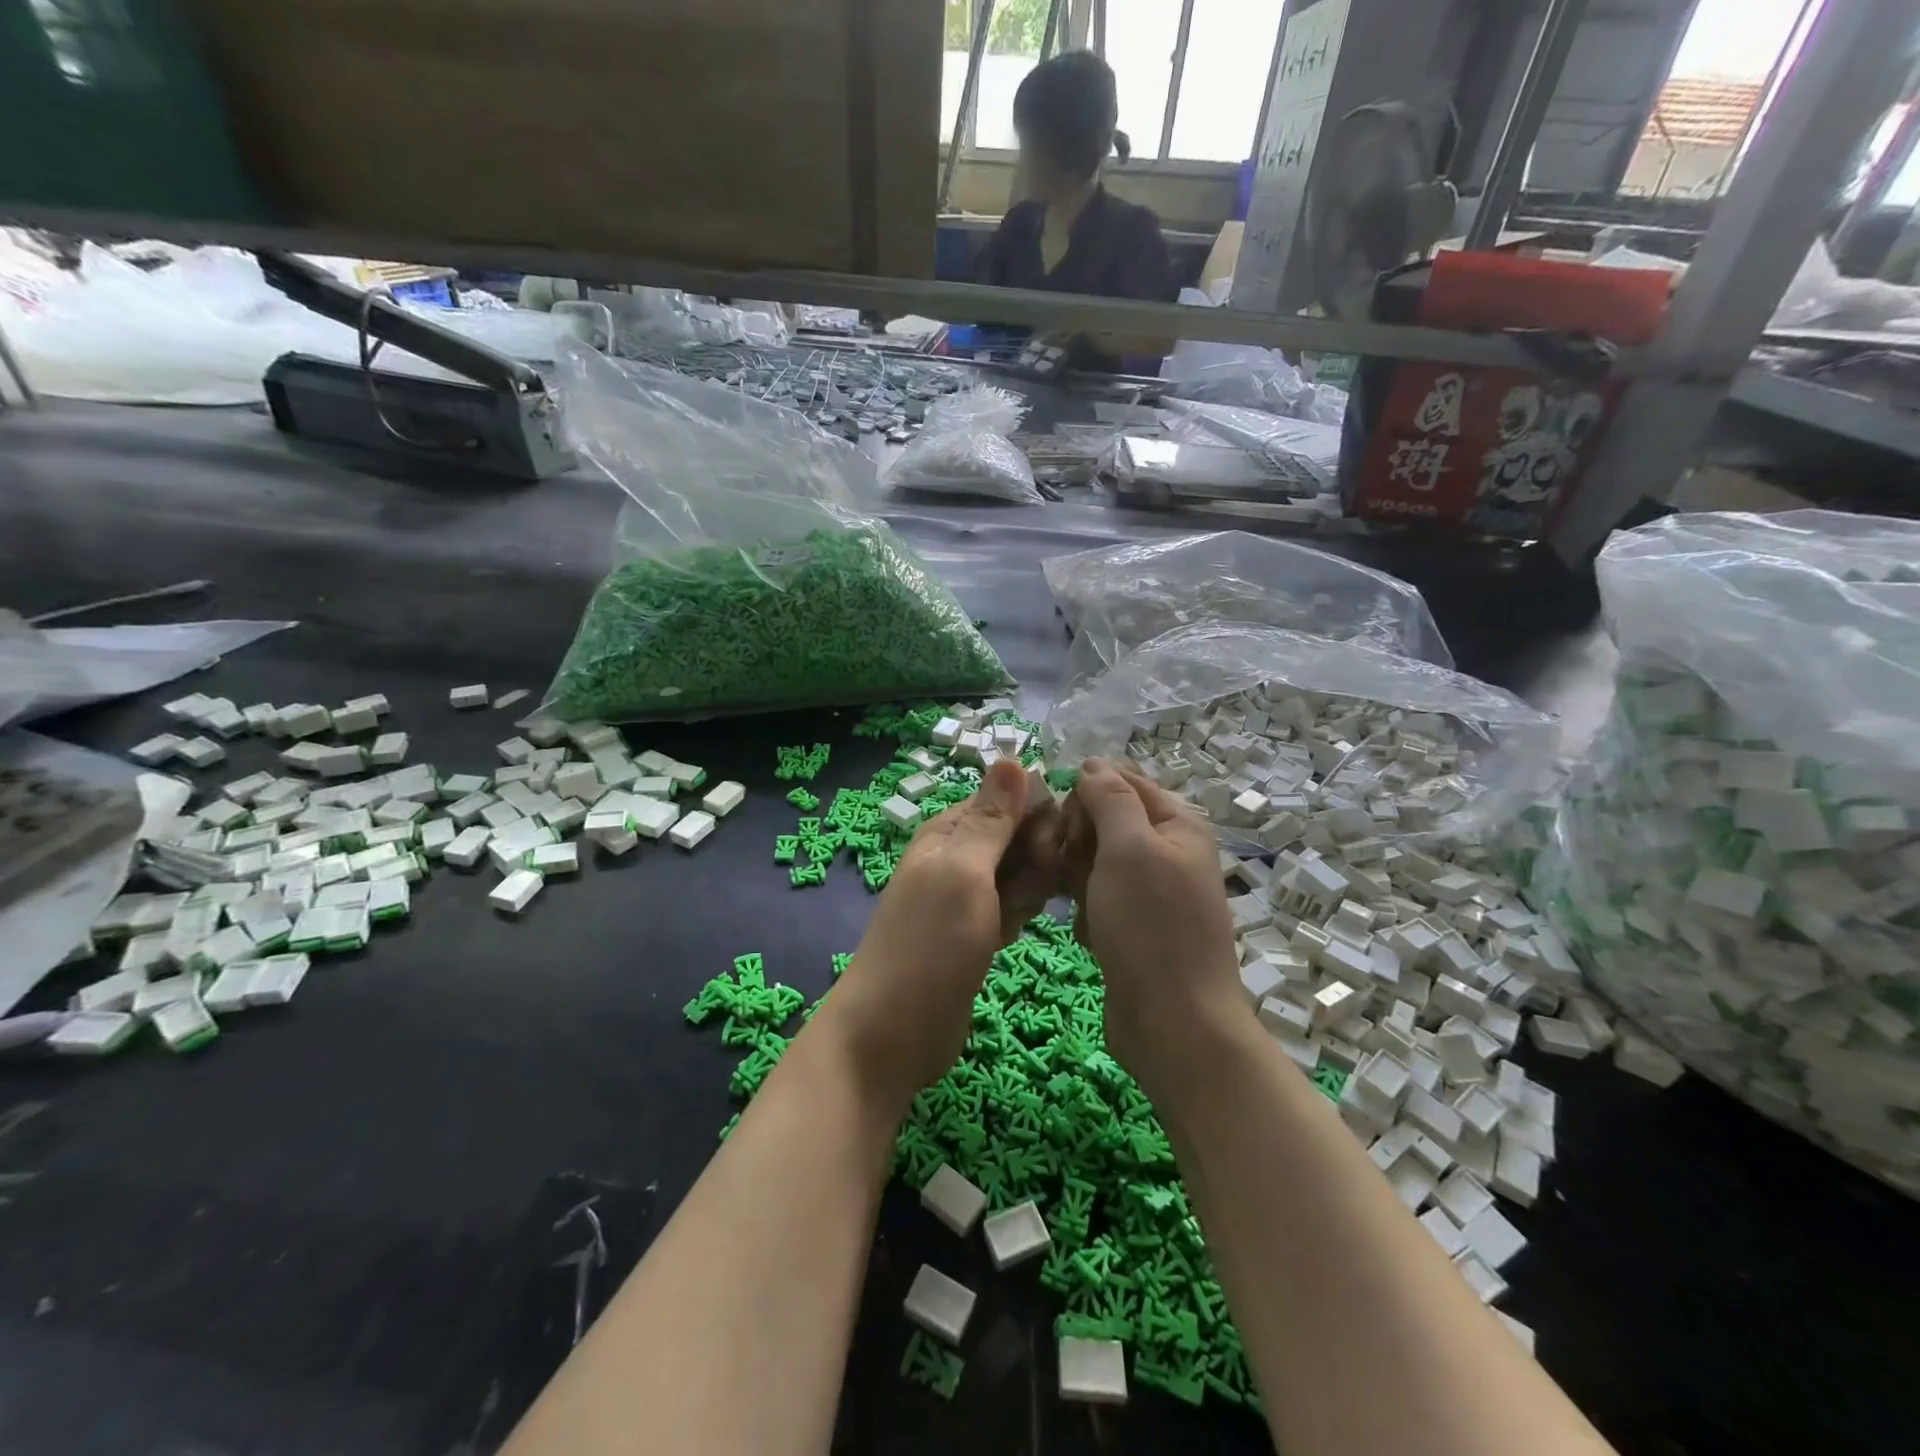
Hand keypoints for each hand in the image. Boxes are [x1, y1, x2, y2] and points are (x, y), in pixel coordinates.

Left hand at [821, 760, 1064, 1110]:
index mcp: (948, 833)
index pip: (1008, 799)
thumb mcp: (963, 873)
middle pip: (1017, 835)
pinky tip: (1016, 935)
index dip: (1039, 816)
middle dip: (1038, 856)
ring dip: (1031, 889)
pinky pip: (1011, 907)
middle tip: (1038, 891)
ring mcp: (965, 897)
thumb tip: (1010, 757)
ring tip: (1019, 918)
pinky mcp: (974, 932)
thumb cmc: (929, 946)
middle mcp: (956, 857)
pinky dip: (1019, 915)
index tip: (1057, 848)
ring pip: (1018, 873)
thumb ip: (990, 819)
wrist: (892, 1033)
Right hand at [1063, 758, 1245, 1104]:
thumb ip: (1111, 798)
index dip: (1085, 795)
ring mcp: (1150, 890)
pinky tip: (1083, 928)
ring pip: (1095, 857)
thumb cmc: (1151, 927)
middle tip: (1059, 865)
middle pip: (1105, 817)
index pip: (1121, 780)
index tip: (1061, 827)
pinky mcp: (1133, 923)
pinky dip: (1084, 905)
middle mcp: (1167, 850)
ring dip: (1074, 872)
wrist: (1174, 1024)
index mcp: (1177, 823)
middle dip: (1076, 835)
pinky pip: (1097, 894)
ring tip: (1070, 900)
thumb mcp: (1129, 848)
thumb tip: (1093, 764)